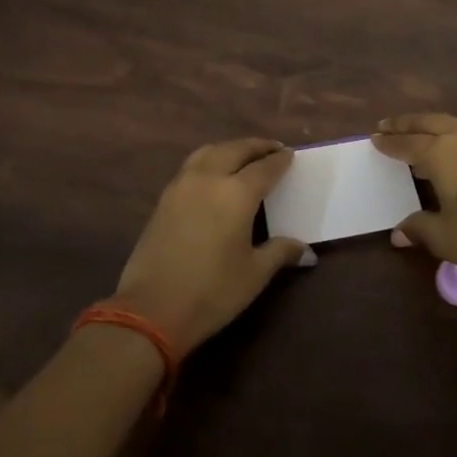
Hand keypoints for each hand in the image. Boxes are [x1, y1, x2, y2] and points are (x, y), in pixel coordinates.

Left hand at [112, 138, 311, 356]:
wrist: (150, 309)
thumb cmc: (211, 292)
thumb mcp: (254, 274)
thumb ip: (280, 252)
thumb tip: (306, 251)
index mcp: (236, 193)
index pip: (264, 168)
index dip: (280, 160)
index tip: (291, 154)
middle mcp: (209, 178)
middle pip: (235, 150)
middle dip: (256, 147)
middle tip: (272, 149)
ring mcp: (182, 185)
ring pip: (210, 152)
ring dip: (230, 149)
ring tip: (243, 156)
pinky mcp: (164, 198)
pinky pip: (192, 166)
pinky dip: (210, 160)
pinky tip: (214, 175)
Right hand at [372, 114, 456, 287]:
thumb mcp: (446, 238)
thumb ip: (419, 228)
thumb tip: (398, 233)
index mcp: (440, 153)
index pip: (406, 144)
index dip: (388, 143)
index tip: (374, 138)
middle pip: (426, 123)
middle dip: (404, 124)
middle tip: (386, 125)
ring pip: (451, 122)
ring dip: (430, 125)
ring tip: (418, 134)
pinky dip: (454, 131)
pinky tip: (455, 144)